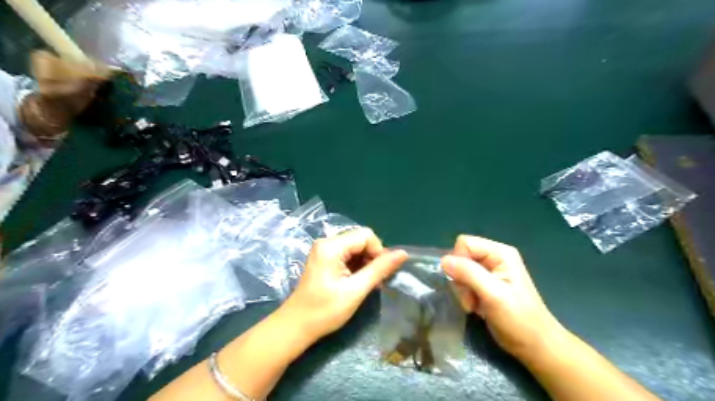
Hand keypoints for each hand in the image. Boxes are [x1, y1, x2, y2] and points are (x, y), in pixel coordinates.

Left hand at [279, 228, 403, 343]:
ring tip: (366, 283)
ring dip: (365, 263)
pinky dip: (356, 265)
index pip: (366, 235)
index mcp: (331, 246)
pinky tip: (357, 281)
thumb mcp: (356, 290)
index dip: (378, 252)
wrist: (296, 326)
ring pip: (355, 247)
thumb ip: (380, 269)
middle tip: (374, 281)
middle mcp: (326, 242)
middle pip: (360, 239)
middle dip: (372, 257)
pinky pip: (347, 254)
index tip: (379, 274)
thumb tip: (403, 253)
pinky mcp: (324, 258)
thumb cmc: (325, 311)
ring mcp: (324, 249)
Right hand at [443, 235, 563, 358]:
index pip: (465, 243)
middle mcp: (494, 257)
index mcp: (500, 253)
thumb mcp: (493, 295)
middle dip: (461, 278)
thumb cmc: (518, 320)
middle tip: (472, 299)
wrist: (535, 346)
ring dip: (463, 290)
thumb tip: (444, 260)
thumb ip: (469, 274)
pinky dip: (466, 295)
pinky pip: (464, 281)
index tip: (465, 283)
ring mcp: (490, 271)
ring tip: (474, 305)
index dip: (459, 261)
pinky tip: (476, 306)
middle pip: (461, 257)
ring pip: (460, 270)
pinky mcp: (486, 284)